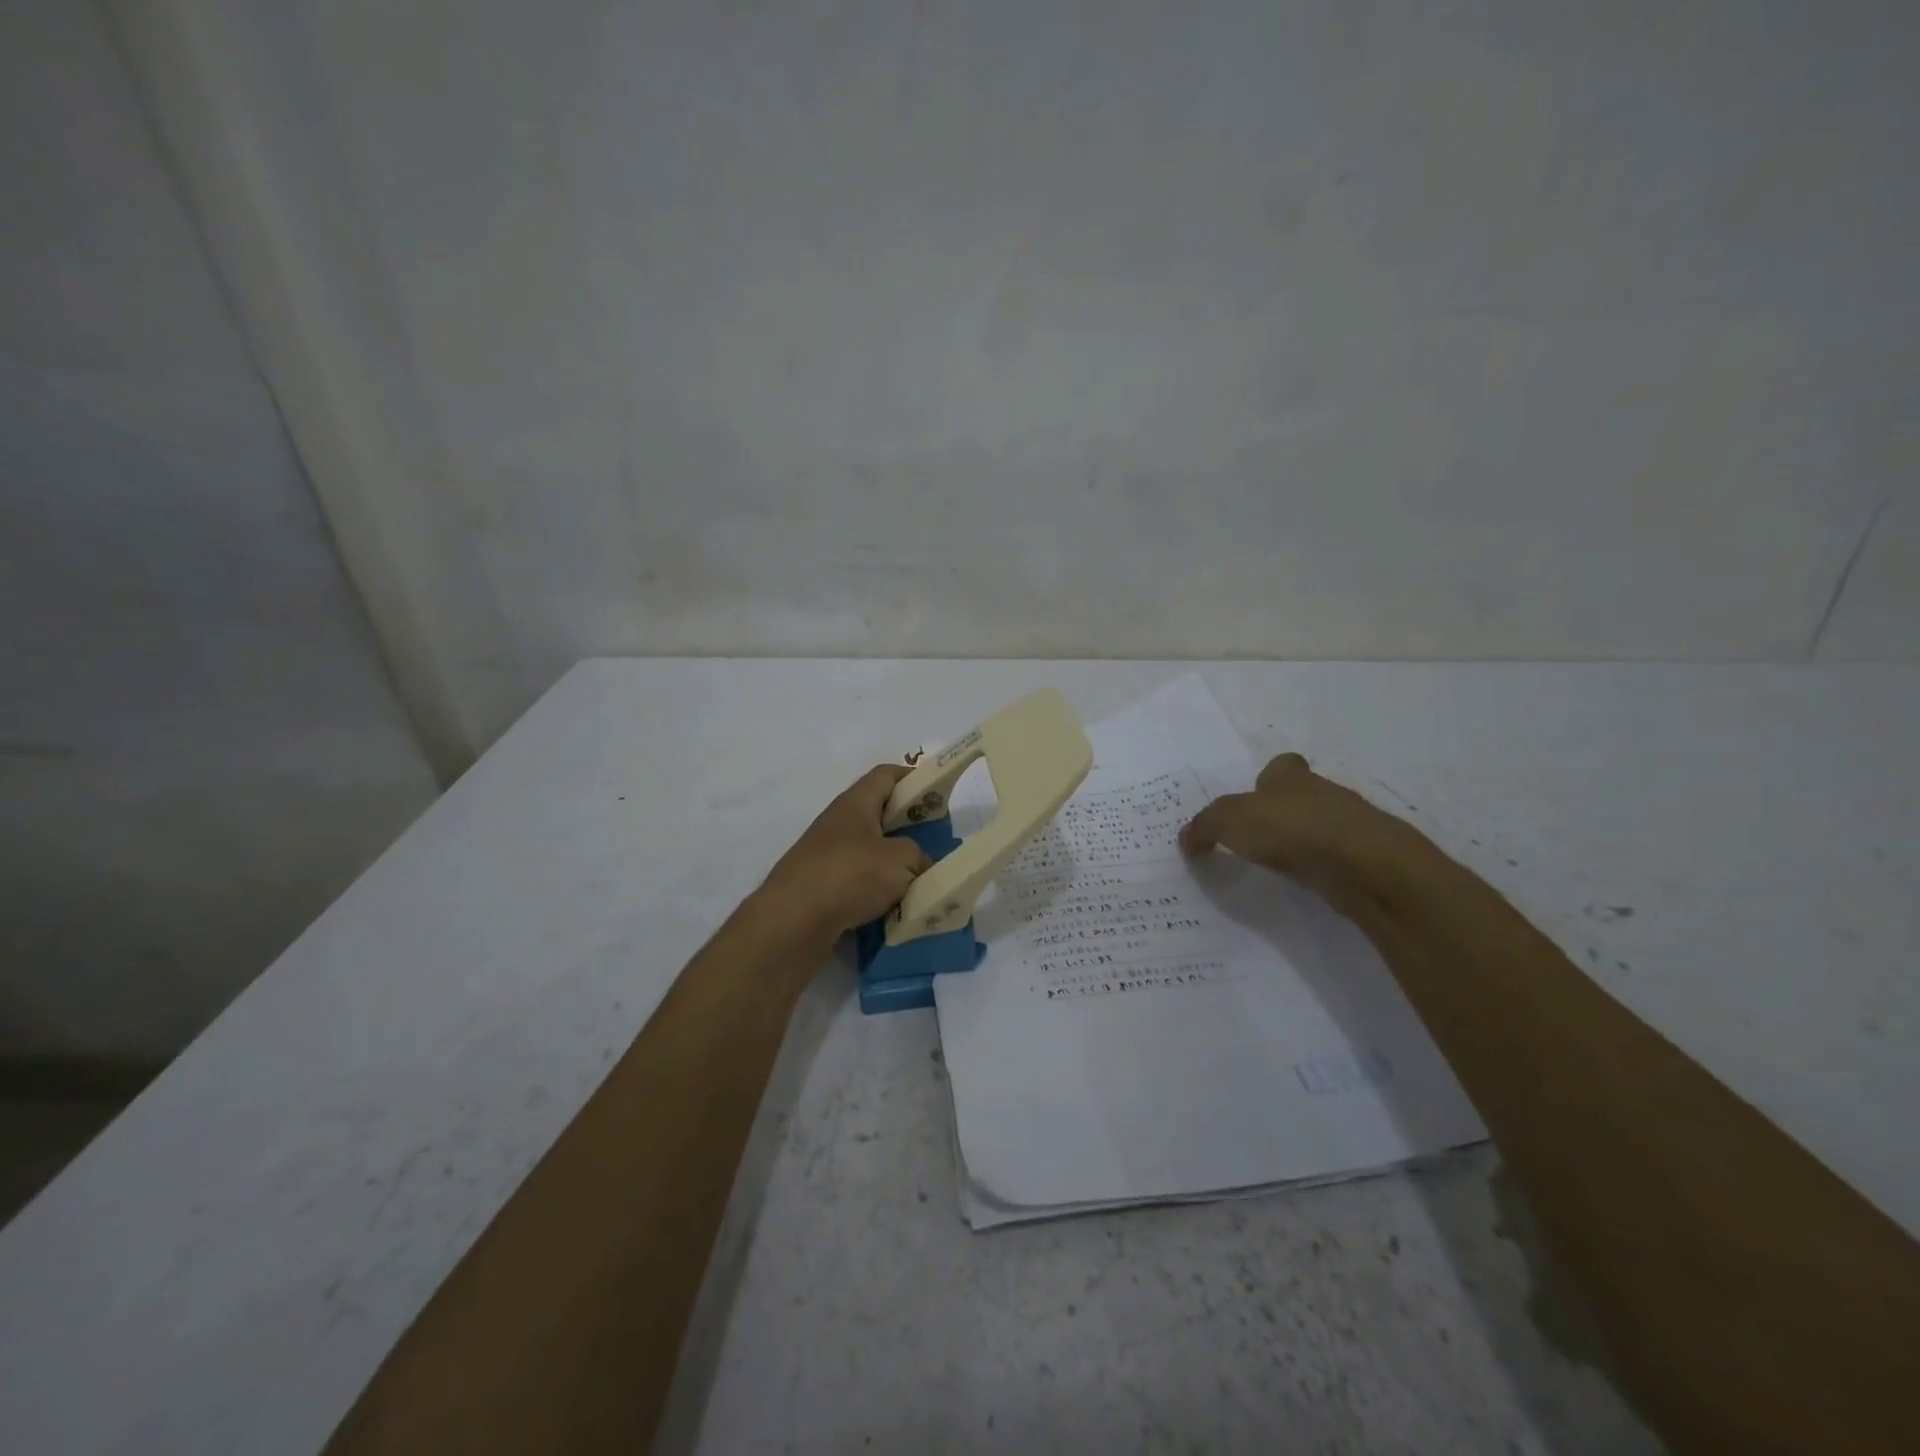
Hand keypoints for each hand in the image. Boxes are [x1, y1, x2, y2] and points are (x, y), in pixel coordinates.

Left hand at [756, 765, 933, 943]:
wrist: (793, 921)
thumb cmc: (850, 875)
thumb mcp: (901, 860)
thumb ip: (918, 857)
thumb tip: (919, 866)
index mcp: (855, 804)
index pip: (885, 775)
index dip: (913, 778)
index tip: (937, 792)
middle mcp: (837, 824)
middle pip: (878, 815)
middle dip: (907, 827)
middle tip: (934, 842)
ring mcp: (824, 856)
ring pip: (868, 852)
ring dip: (892, 865)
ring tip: (919, 881)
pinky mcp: (818, 888)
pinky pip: (856, 883)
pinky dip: (875, 892)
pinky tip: (893, 909)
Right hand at [1179, 753, 1413, 904]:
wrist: (1364, 864)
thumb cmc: (1291, 828)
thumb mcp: (1229, 821)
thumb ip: (1204, 826)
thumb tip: (1186, 836)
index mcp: (1290, 776)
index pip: (1281, 766)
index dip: (1267, 778)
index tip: (1252, 798)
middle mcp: (1322, 792)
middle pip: (1300, 796)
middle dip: (1281, 812)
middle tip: (1254, 837)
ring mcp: (1348, 825)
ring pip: (1319, 826)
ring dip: (1301, 841)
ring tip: (1275, 864)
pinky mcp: (1364, 857)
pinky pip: (1333, 858)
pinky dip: (1320, 867)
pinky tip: (1304, 882)